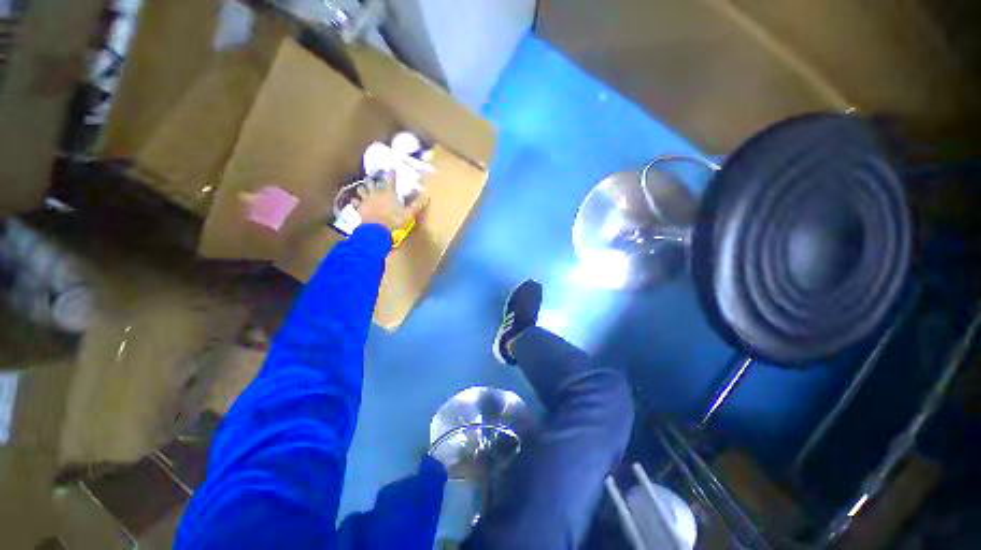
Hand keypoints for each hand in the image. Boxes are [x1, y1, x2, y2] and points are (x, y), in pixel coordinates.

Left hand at [356, 175, 427, 231]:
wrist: (376, 229)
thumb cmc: (393, 220)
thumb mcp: (409, 214)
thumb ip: (417, 205)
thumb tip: (427, 196)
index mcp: (389, 193)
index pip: (391, 180)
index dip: (391, 174)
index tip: (391, 168)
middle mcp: (376, 193)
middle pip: (372, 182)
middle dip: (372, 180)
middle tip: (372, 179)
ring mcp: (366, 200)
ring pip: (361, 189)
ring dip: (362, 189)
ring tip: (363, 188)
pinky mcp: (360, 208)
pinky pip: (355, 202)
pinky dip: (355, 201)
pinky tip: (355, 201)